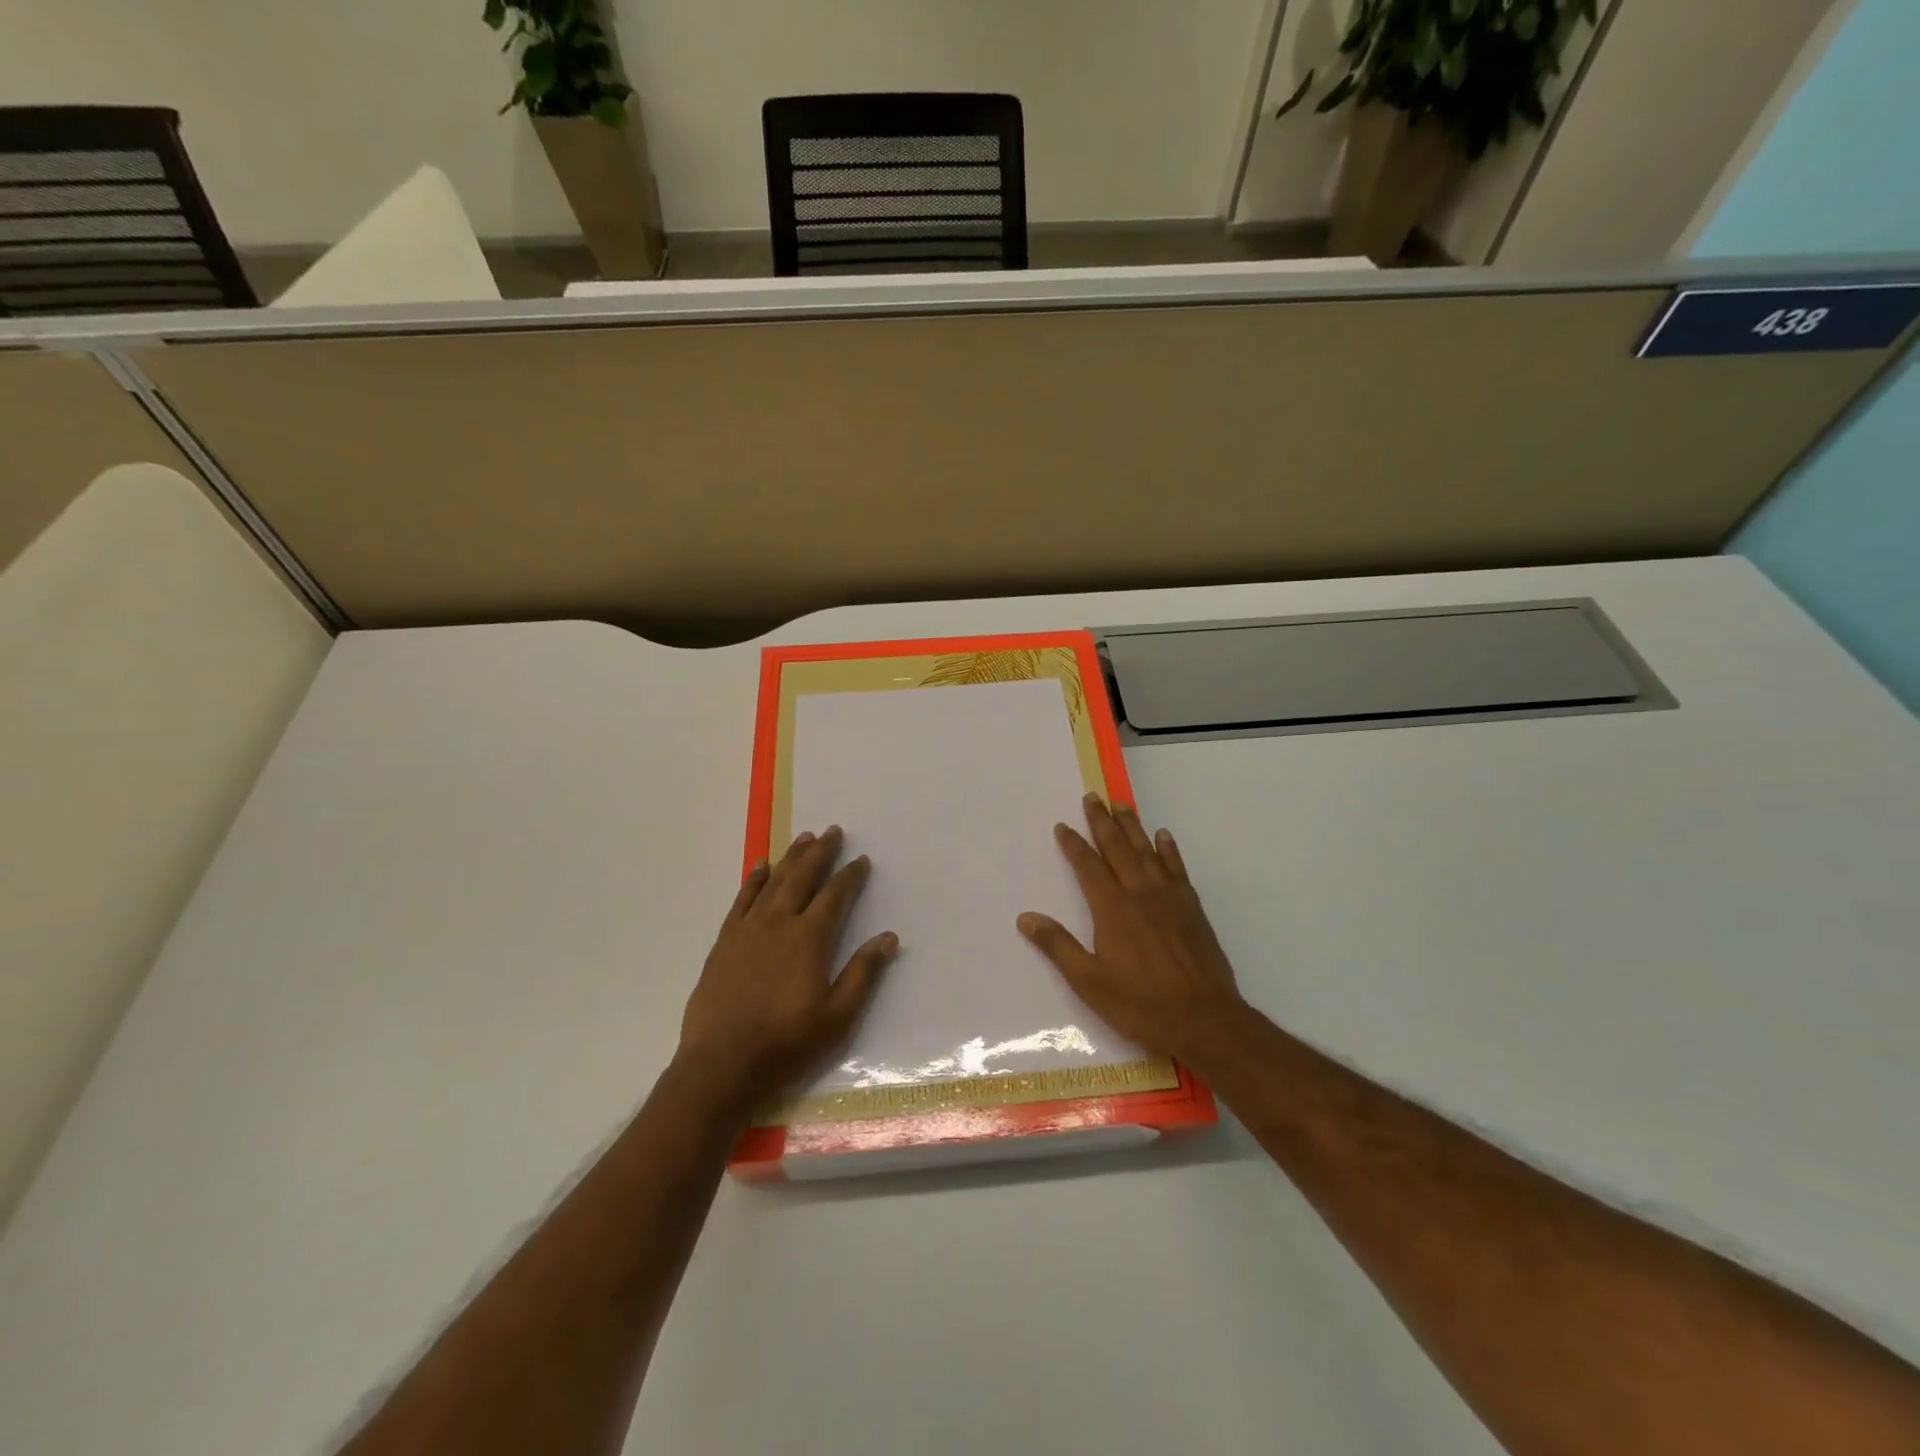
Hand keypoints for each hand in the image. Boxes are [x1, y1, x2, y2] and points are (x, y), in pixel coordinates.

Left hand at [677, 826, 896, 1116]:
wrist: (721, 1065)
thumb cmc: (786, 1044)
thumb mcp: (837, 1018)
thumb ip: (862, 974)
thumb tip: (888, 938)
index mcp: (809, 940)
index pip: (835, 897)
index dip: (850, 876)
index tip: (861, 860)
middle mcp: (778, 924)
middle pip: (802, 878)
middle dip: (820, 853)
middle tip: (832, 831)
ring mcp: (747, 931)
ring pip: (773, 882)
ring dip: (790, 858)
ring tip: (803, 838)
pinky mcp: (724, 942)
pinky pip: (741, 900)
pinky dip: (753, 880)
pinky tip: (760, 866)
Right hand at [1018, 795, 1246, 1069]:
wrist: (1205, 1019)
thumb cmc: (1141, 1004)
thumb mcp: (1089, 982)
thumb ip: (1058, 946)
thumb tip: (1025, 918)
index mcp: (1112, 909)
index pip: (1088, 867)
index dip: (1074, 844)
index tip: (1063, 826)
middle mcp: (1140, 893)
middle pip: (1118, 848)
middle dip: (1102, 822)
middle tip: (1092, 797)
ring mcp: (1169, 898)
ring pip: (1147, 851)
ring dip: (1132, 826)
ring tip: (1121, 804)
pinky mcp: (1192, 907)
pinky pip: (1177, 868)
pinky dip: (1168, 849)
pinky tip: (1163, 836)